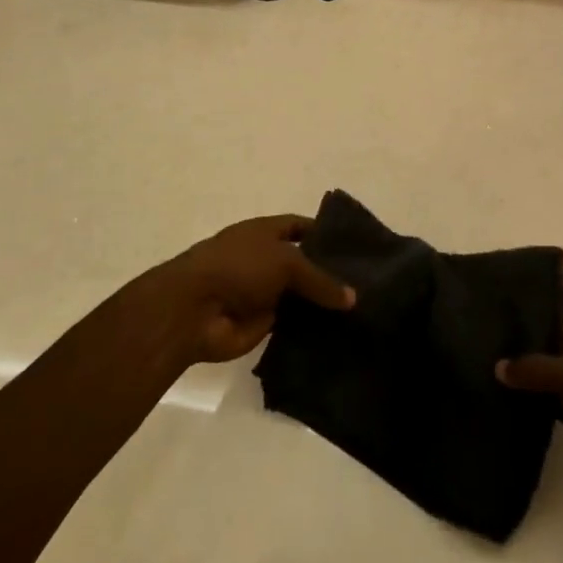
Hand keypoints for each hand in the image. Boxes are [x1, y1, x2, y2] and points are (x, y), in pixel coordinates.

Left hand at [161, 215, 355, 363]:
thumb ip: (320, 279)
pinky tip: (341, 335)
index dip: (325, 233)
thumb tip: (352, 297)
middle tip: (368, 284)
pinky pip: (292, 324)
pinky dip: (310, 329)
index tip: (355, 246)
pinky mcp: (262, 325)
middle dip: (329, 273)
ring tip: (362, 312)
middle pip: (303, 264)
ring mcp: (263, 293)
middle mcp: (265, 259)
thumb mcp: (286, 261)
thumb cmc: (238, 267)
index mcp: (264, 232)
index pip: (300, 226)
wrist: (194, 311)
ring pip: (300, 297)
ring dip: (322, 305)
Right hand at [497, 282, 562, 527]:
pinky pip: (553, 404)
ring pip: (554, 372)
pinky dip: (533, 401)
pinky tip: (502, 395)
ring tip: (488, 356)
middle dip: (532, 330)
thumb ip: (540, 368)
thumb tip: (499, 366)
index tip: (521, 281)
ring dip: (529, 369)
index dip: (557, 287)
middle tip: (490, 322)